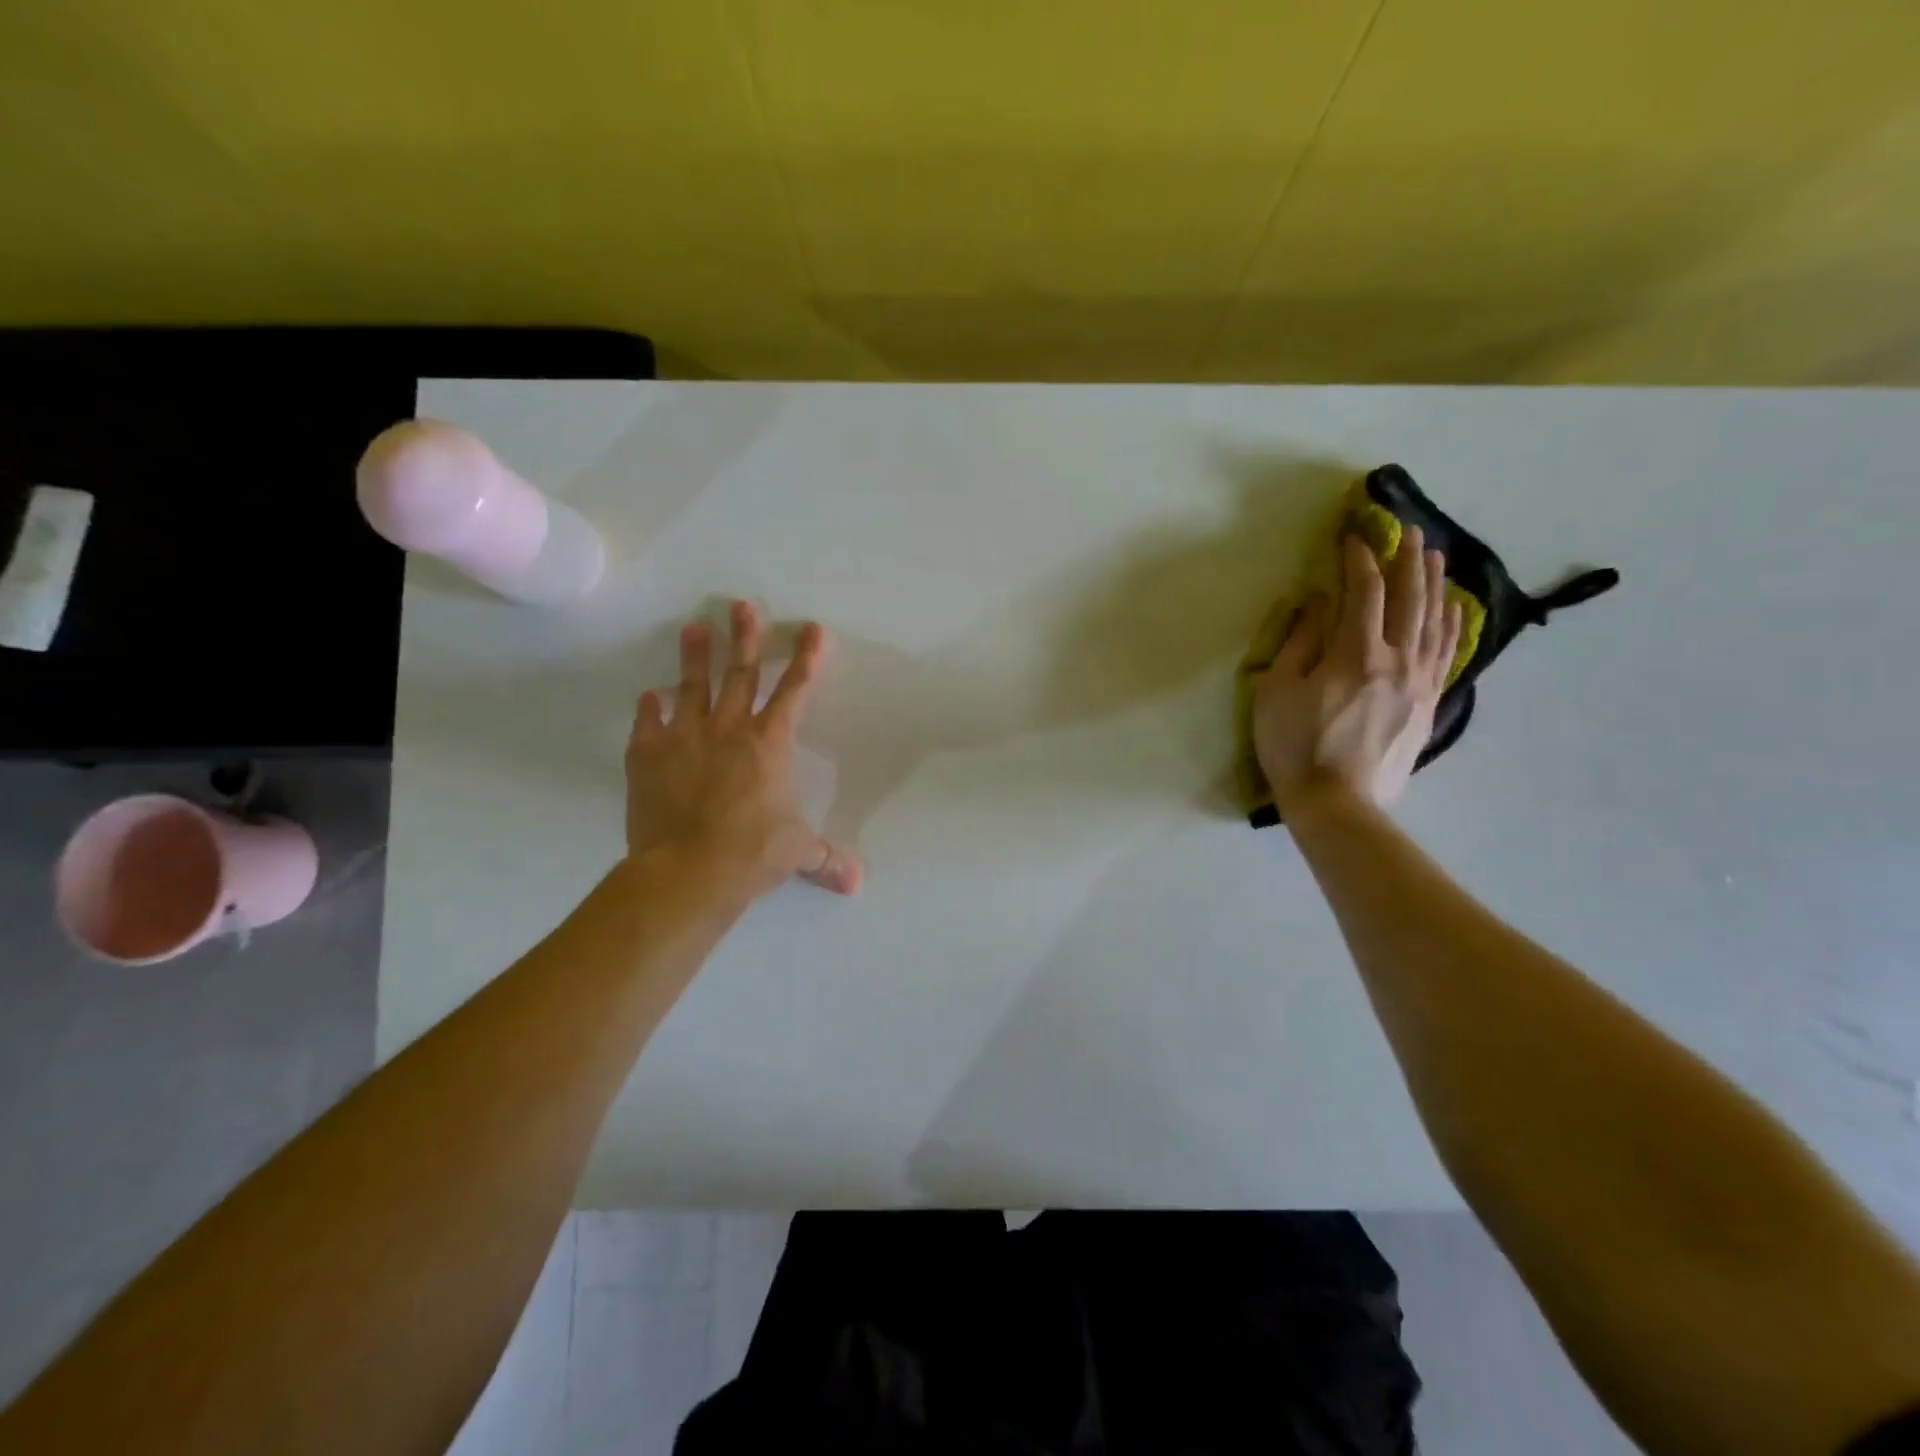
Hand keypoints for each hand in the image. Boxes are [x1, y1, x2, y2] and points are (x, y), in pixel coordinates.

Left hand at [626, 601, 861, 897]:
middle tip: (742, 604)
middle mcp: (730, 729)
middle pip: (741, 674)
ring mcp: (685, 737)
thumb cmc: (752, 854)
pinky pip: (648, 723)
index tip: (812, 628)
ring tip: (694, 627)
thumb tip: (857, 884)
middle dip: (746, 638)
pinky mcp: (647, 755)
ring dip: (694, 656)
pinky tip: (648, 696)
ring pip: (692, 686)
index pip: (794, 691)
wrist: (688, 871)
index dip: (806, 658)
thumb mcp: (797, 852)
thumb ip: (825, 858)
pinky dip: (649, 709)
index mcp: (770, 744)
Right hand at [1252, 525, 1462, 817]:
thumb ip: (1299, 643)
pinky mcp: (1428, 704)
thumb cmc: (1294, 747)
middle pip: (1409, 598)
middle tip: (1406, 530)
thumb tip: (1318, 605)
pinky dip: (1451, 623)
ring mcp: (1419, 682)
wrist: (1336, 804)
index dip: (1359, 559)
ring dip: (1434, 584)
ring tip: (1434, 556)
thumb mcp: (1276, 692)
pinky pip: (1447, 653)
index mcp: (1355, 654)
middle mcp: (1396, 660)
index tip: (1354, 536)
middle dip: (1406, 559)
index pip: (1364, 592)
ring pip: (1435, 621)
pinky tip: (1452, 607)